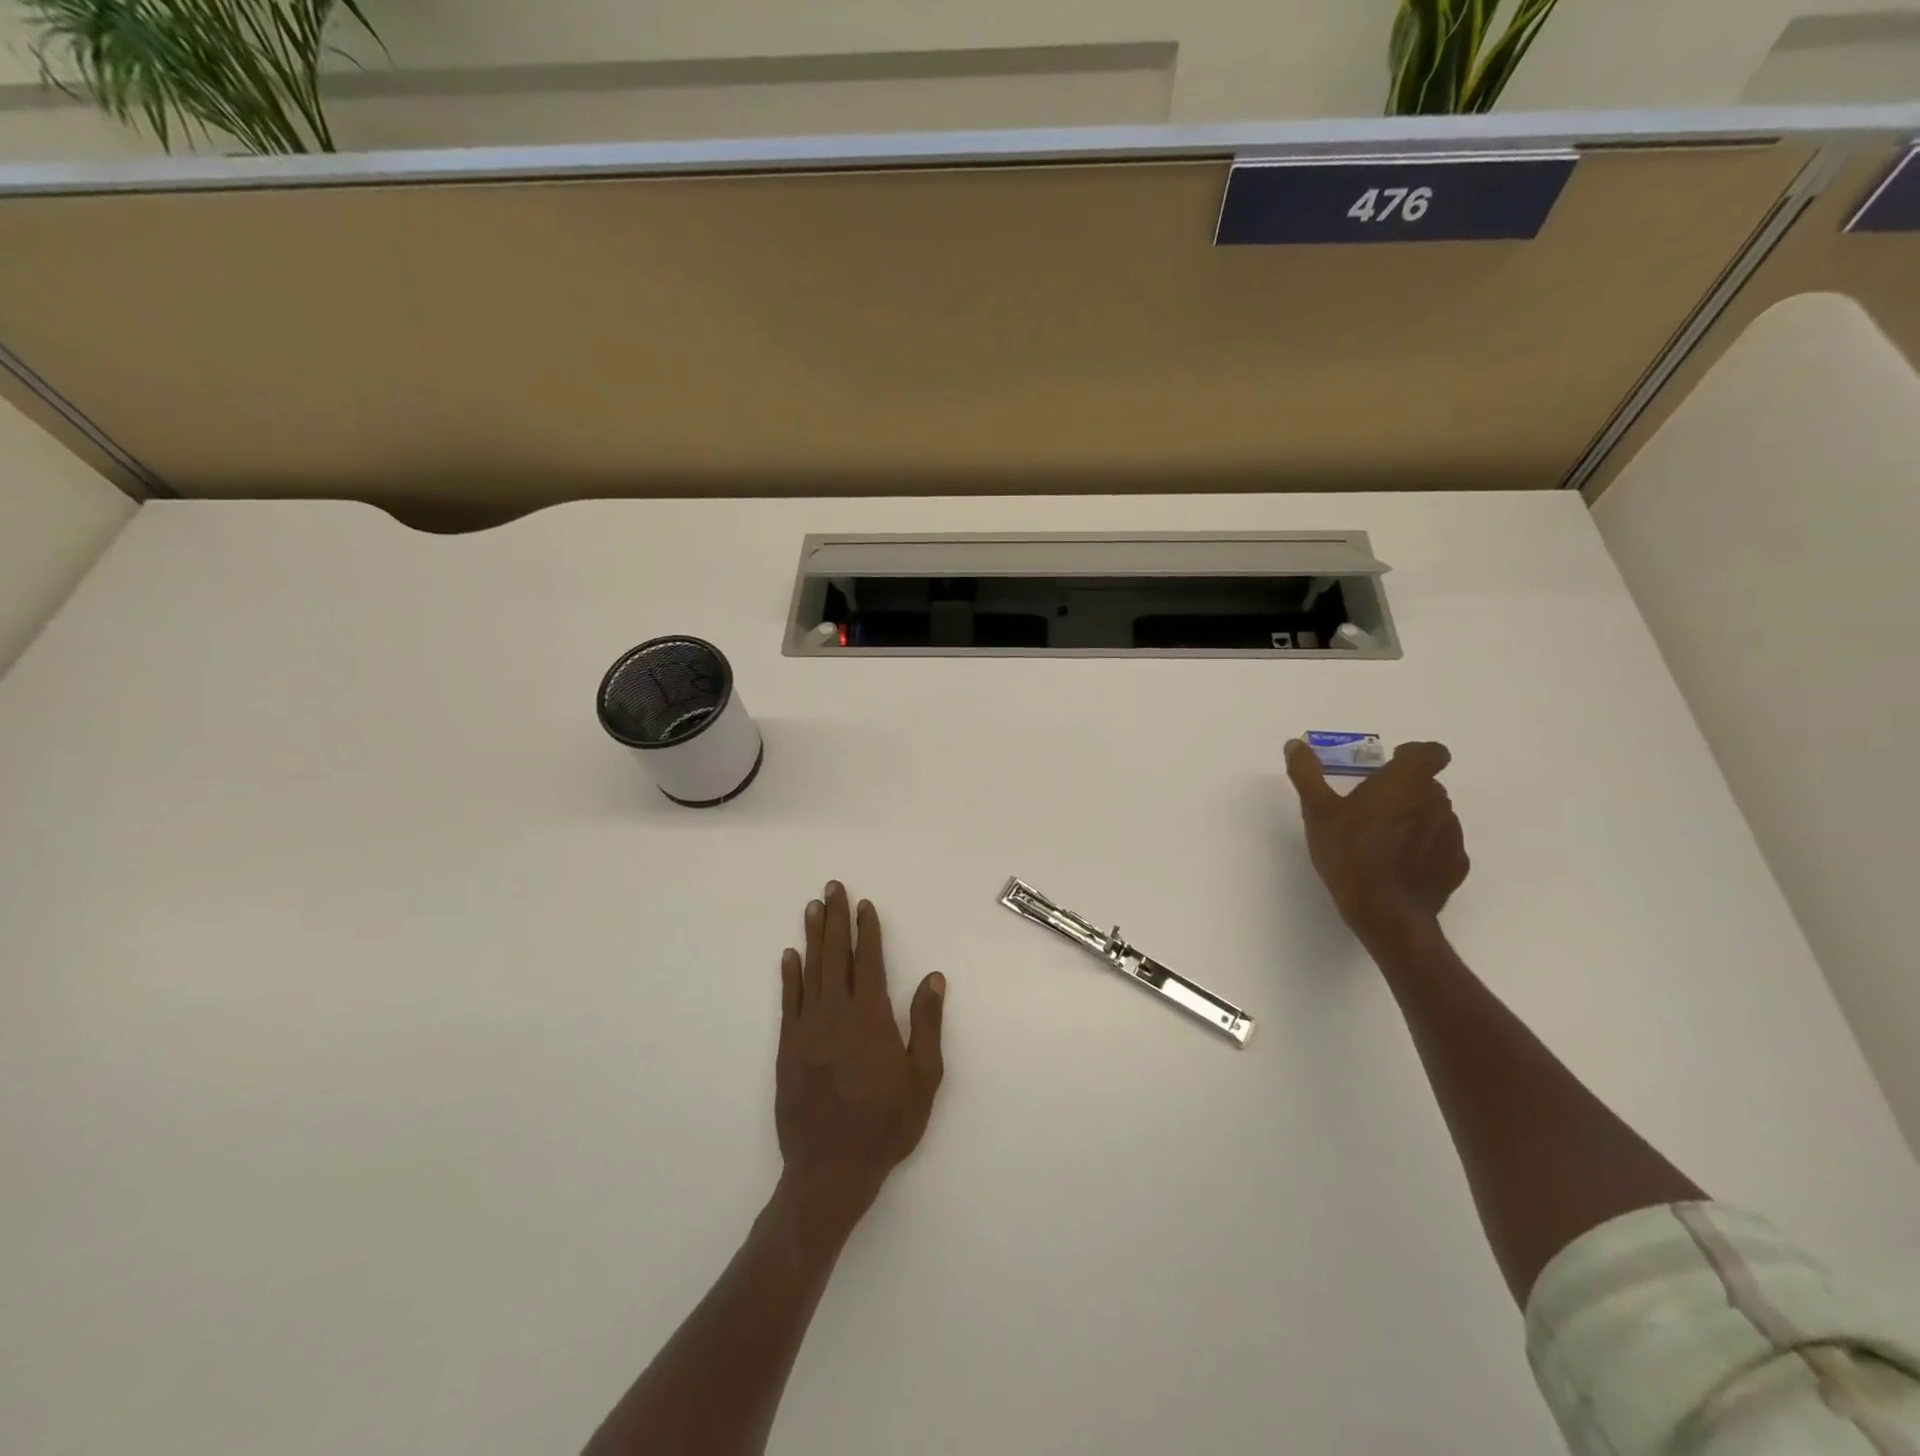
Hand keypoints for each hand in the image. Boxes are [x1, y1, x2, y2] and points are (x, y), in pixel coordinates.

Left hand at [774, 883, 945, 1240]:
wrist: (831, 1168)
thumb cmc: (886, 1123)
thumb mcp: (923, 1077)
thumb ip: (926, 1023)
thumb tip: (932, 977)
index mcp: (870, 1016)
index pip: (868, 960)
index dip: (866, 930)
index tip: (863, 905)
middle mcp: (835, 1013)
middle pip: (835, 955)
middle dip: (834, 919)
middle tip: (831, 888)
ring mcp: (807, 1029)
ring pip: (810, 971)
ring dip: (812, 937)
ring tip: (811, 907)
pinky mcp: (787, 1048)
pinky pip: (788, 1002)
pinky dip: (789, 976)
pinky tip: (789, 956)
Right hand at [1285, 739, 1469, 947]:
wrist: (1386, 913)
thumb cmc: (1349, 853)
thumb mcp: (1317, 811)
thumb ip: (1307, 774)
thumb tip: (1295, 744)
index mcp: (1405, 782)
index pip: (1430, 752)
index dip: (1413, 754)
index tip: (1391, 764)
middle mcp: (1435, 802)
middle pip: (1426, 784)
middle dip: (1403, 789)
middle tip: (1372, 807)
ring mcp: (1451, 834)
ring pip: (1434, 814)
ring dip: (1414, 817)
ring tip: (1383, 839)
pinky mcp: (1456, 864)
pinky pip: (1441, 845)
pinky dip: (1424, 847)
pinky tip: (1398, 865)